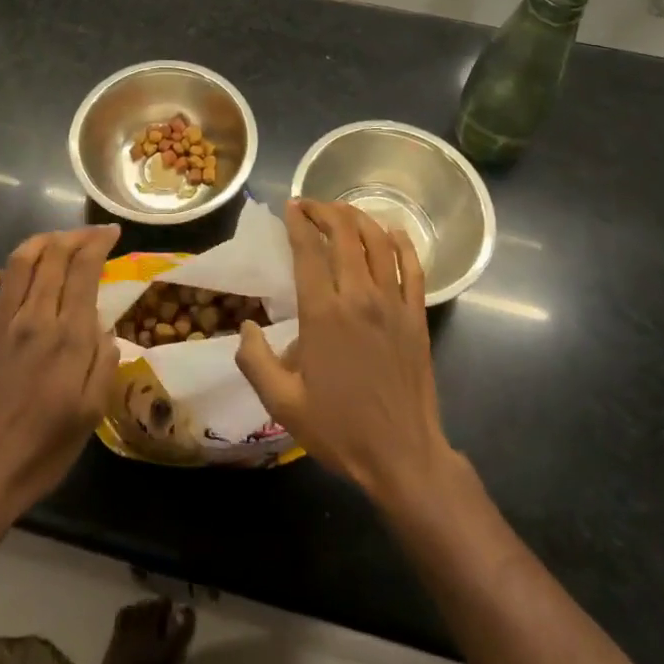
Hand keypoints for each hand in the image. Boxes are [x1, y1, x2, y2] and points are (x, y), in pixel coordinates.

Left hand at [0, 225, 120, 528]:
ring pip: (18, 262)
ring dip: (39, 243)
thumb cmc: (40, 453)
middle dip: (74, 236)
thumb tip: (104, 326)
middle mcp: (32, 318)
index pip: (84, 268)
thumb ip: (102, 362)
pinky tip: (4, 276)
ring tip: (53, 242)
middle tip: (88, 235)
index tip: (111, 233)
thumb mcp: (90, 415)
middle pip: (53, 255)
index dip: (99, 242)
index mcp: (67, 337)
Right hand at [236, 200, 457, 505]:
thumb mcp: (282, 404)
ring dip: (358, 218)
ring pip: (378, 242)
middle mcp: (359, 297)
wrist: (402, 457)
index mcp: (323, 315)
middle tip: (310, 206)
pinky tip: (390, 231)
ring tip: (342, 211)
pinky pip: (413, 266)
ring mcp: (393, 304)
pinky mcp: (417, 316)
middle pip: (344, 234)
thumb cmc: (339, 429)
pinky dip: (401, 242)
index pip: (308, 251)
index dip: (298, 223)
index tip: (290, 207)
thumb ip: (255, 361)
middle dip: (325, 211)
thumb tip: (246, 326)